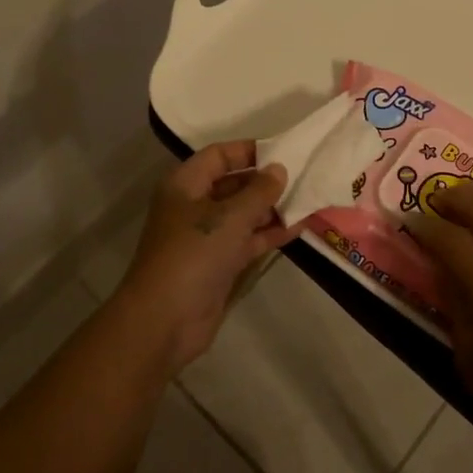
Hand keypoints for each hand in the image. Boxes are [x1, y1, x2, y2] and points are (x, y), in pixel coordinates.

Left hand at [114, 141, 290, 374]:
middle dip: (265, 181)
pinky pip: (247, 239)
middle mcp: (194, 205)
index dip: (248, 151)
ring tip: (307, 199)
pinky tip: (299, 227)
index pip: (219, 155)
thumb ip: (259, 191)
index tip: (282, 151)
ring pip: (243, 213)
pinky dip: (269, 233)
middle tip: (302, 176)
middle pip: (233, 184)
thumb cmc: (193, 254)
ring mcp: (206, 236)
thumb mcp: (230, 217)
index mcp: (185, 184)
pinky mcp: (218, 263)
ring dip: (272, 208)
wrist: (164, 321)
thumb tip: (279, 169)